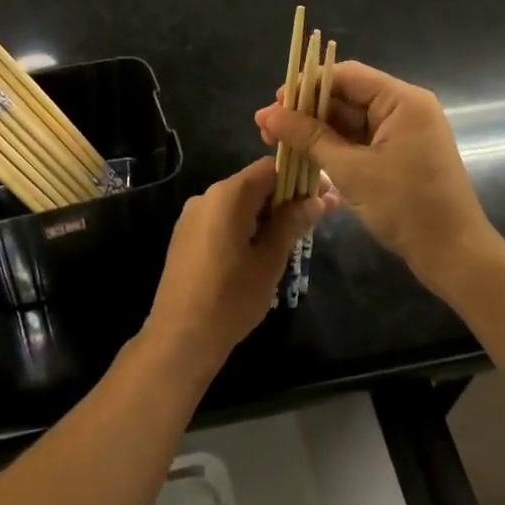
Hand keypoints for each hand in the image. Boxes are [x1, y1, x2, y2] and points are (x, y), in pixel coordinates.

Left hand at [145, 157, 321, 376]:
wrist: (181, 336)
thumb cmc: (231, 297)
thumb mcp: (270, 259)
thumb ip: (293, 222)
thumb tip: (318, 199)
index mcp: (228, 195)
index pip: (270, 168)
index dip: (300, 177)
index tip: (324, 196)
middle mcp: (207, 196)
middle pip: (254, 184)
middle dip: (285, 198)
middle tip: (314, 221)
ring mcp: (192, 216)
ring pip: (239, 203)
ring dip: (266, 214)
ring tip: (291, 241)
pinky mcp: (185, 235)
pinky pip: (222, 219)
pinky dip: (245, 226)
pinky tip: (259, 253)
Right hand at [256, 60, 493, 286]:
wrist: (454, 255)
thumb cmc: (406, 206)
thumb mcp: (351, 170)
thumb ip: (309, 137)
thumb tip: (268, 114)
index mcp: (402, 101)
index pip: (345, 75)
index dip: (306, 86)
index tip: (274, 104)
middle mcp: (404, 108)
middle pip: (345, 95)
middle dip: (305, 111)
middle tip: (266, 128)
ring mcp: (402, 132)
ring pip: (349, 119)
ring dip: (314, 130)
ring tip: (275, 142)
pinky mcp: (399, 154)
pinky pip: (359, 139)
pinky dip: (332, 146)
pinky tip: (302, 154)